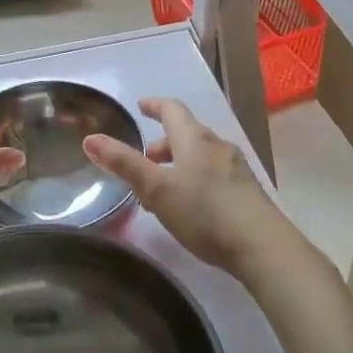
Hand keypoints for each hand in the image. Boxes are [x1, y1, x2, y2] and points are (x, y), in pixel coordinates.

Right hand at [83, 98, 287, 276]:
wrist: (262, 246)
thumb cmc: (204, 212)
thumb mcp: (156, 189)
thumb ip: (124, 164)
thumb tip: (90, 139)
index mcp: (194, 139)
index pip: (173, 110)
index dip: (156, 106)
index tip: (142, 106)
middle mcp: (217, 146)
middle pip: (188, 134)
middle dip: (164, 142)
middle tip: (146, 158)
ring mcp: (236, 169)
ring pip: (202, 156)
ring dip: (180, 163)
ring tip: (164, 188)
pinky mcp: (247, 193)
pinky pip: (215, 175)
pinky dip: (197, 179)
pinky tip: (192, 206)